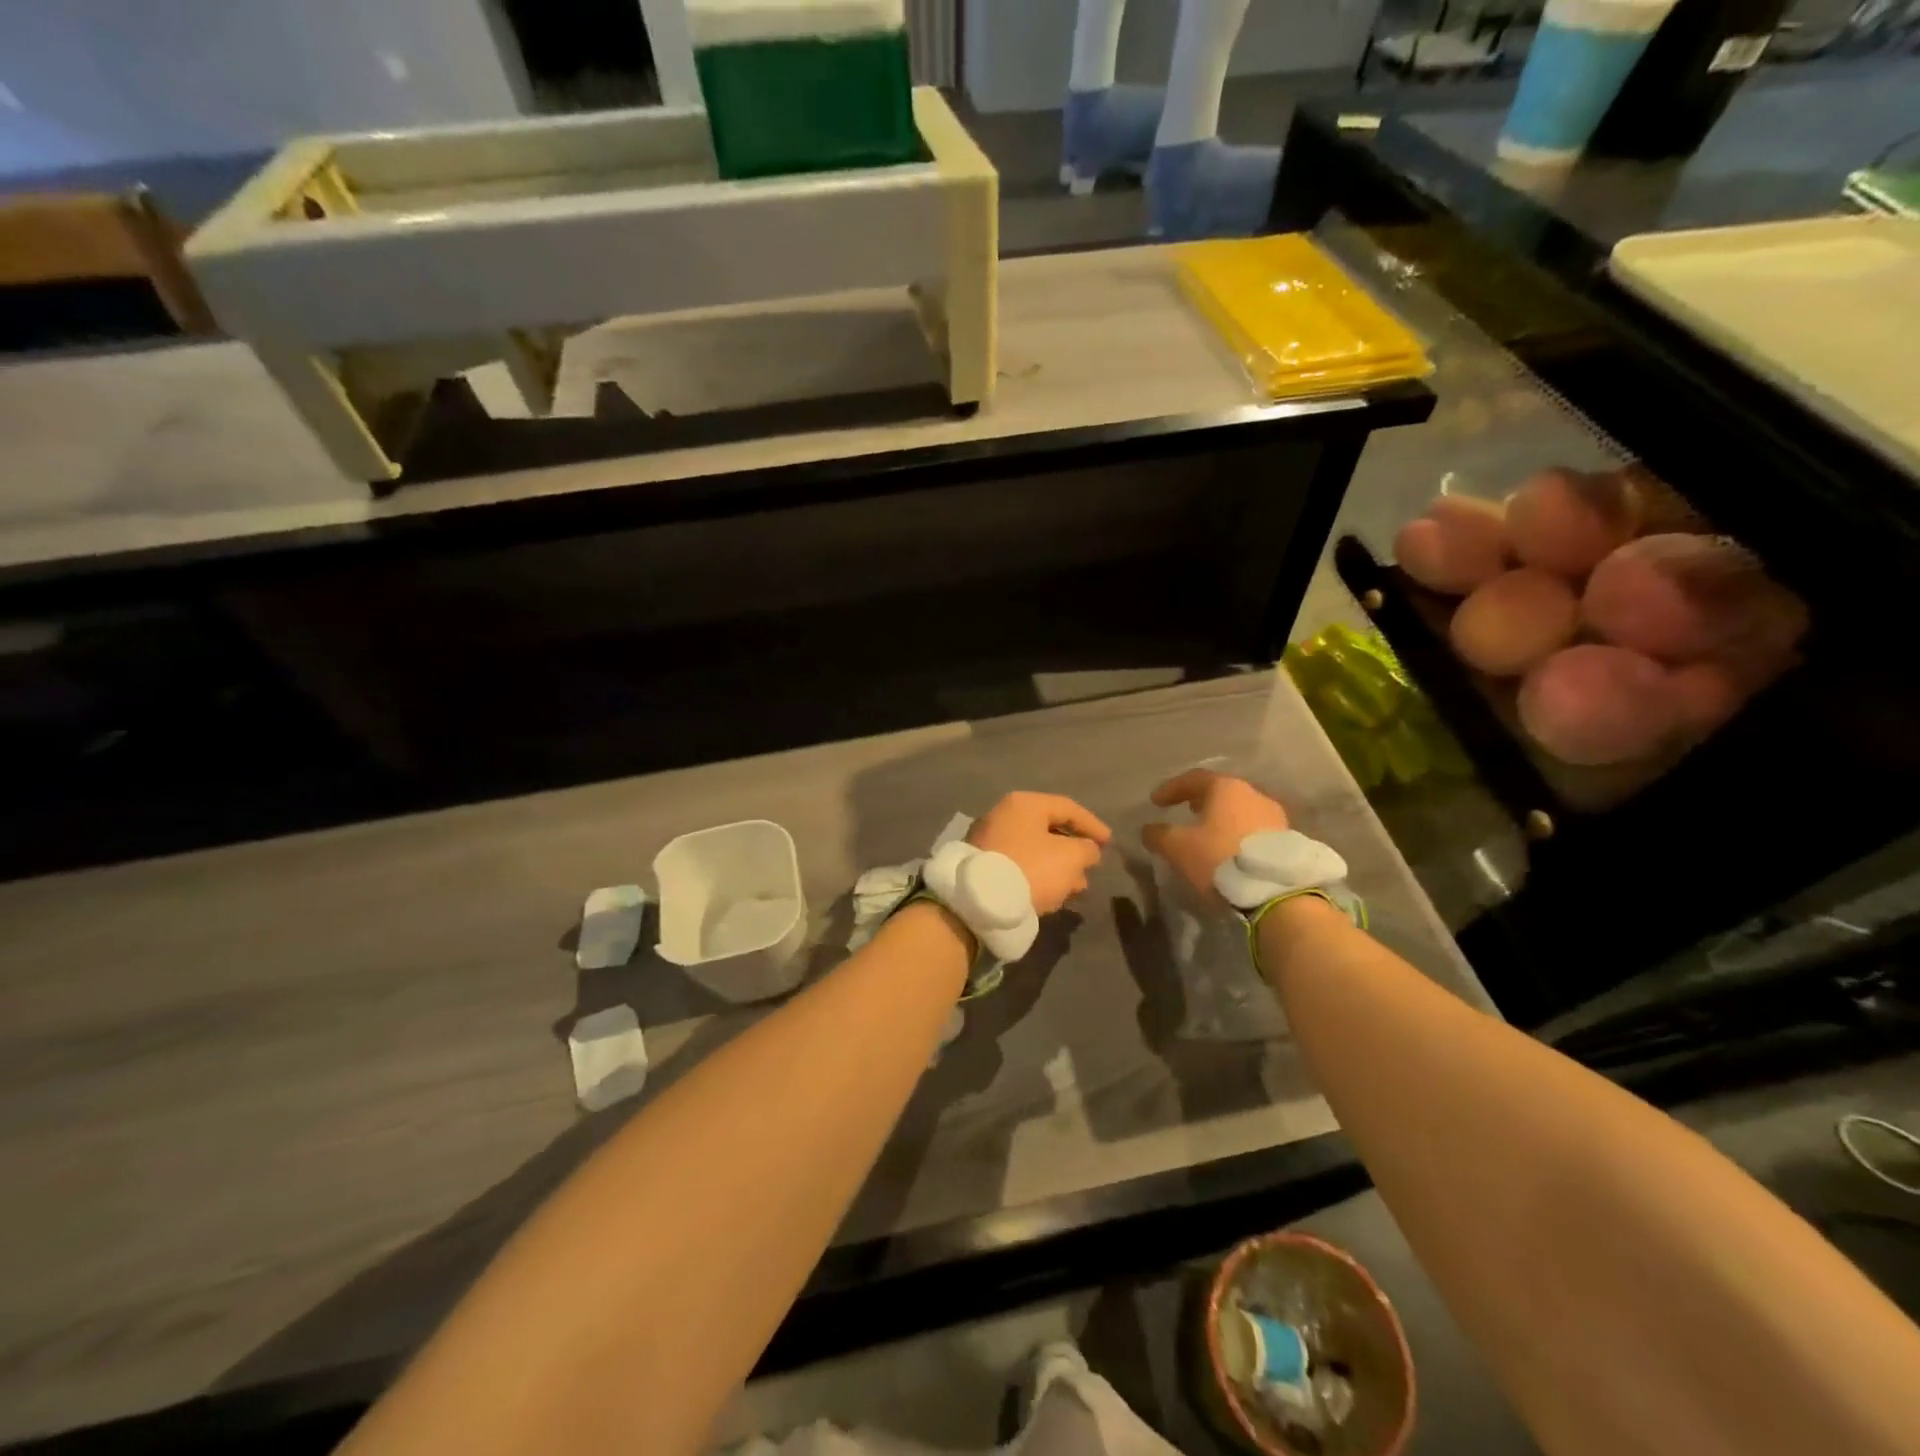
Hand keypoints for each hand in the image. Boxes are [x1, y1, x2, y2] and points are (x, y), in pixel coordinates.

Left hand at [968, 792, 1110, 914]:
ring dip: (1058, 867)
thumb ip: (1087, 849)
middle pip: (1049, 829)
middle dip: (1074, 851)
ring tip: (1075, 889)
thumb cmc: (1031, 869)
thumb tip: (1087, 850)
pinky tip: (1051, 895)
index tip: (1109, 843)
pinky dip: (1038, 875)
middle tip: (1091, 869)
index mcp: (1024, 804)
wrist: (979, 902)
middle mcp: (1003, 815)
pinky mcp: (983, 865)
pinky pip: (1019, 864)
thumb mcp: (1070, 857)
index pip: (1067, 808)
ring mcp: (989, 840)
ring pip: (1034, 850)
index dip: (1092, 825)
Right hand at [1142, 769, 1287, 904]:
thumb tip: (1148, 829)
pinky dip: (1237, 834)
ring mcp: (1275, 817)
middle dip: (1200, 800)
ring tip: (1207, 833)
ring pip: (1240, 811)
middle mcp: (1253, 794)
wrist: (1275, 891)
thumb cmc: (1219, 858)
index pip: (1194, 778)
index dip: (1171, 788)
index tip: (1155, 801)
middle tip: (1185, 810)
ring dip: (1221, 819)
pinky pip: (1254, 830)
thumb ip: (1158, 834)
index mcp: (1226, 788)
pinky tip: (1228, 849)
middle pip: (1221, 792)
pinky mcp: (1287, 840)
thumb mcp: (1177, 847)